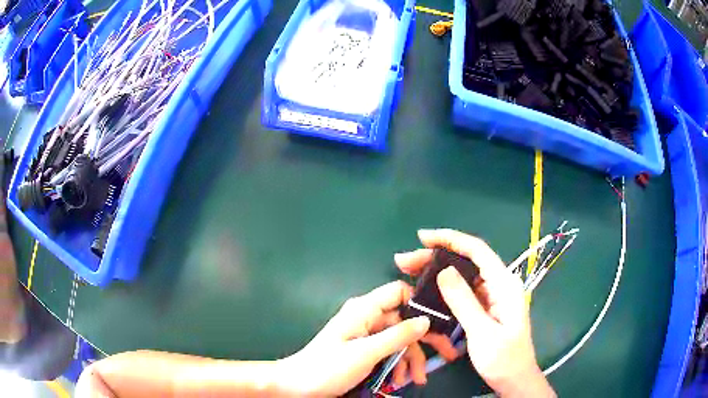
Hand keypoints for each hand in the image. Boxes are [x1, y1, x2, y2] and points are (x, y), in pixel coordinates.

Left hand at [276, 281, 430, 396]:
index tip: (440, 322)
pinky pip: (388, 351)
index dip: (420, 303)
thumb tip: (425, 320)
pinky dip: (397, 364)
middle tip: (446, 354)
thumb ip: (397, 336)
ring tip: (415, 380)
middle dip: (424, 339)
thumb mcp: (366, 353)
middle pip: (404, 320)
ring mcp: (366, 334)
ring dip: (410, 358)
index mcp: (364, 309)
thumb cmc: (328, 367)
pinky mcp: (364, 349)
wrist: (298, 386)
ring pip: (398, 339)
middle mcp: (367, 317)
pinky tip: (400, 379)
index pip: (399, 292)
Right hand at [395, 229, 554, 396]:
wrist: (513, 378)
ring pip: (462, 275)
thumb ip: (464, 301)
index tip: (423, 238)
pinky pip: (463, 290)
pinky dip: (443, 287)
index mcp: (504, 284)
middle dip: (436, 256)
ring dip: (437, 271)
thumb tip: (444, 271)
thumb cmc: (503, 358)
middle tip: (405, 261)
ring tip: (410, 271)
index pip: (477, 251)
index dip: (450, 239)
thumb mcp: (482, 332)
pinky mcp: (485, 307)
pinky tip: (427, 289)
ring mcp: (492, 296)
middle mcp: (499, 284)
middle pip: (467, 260)